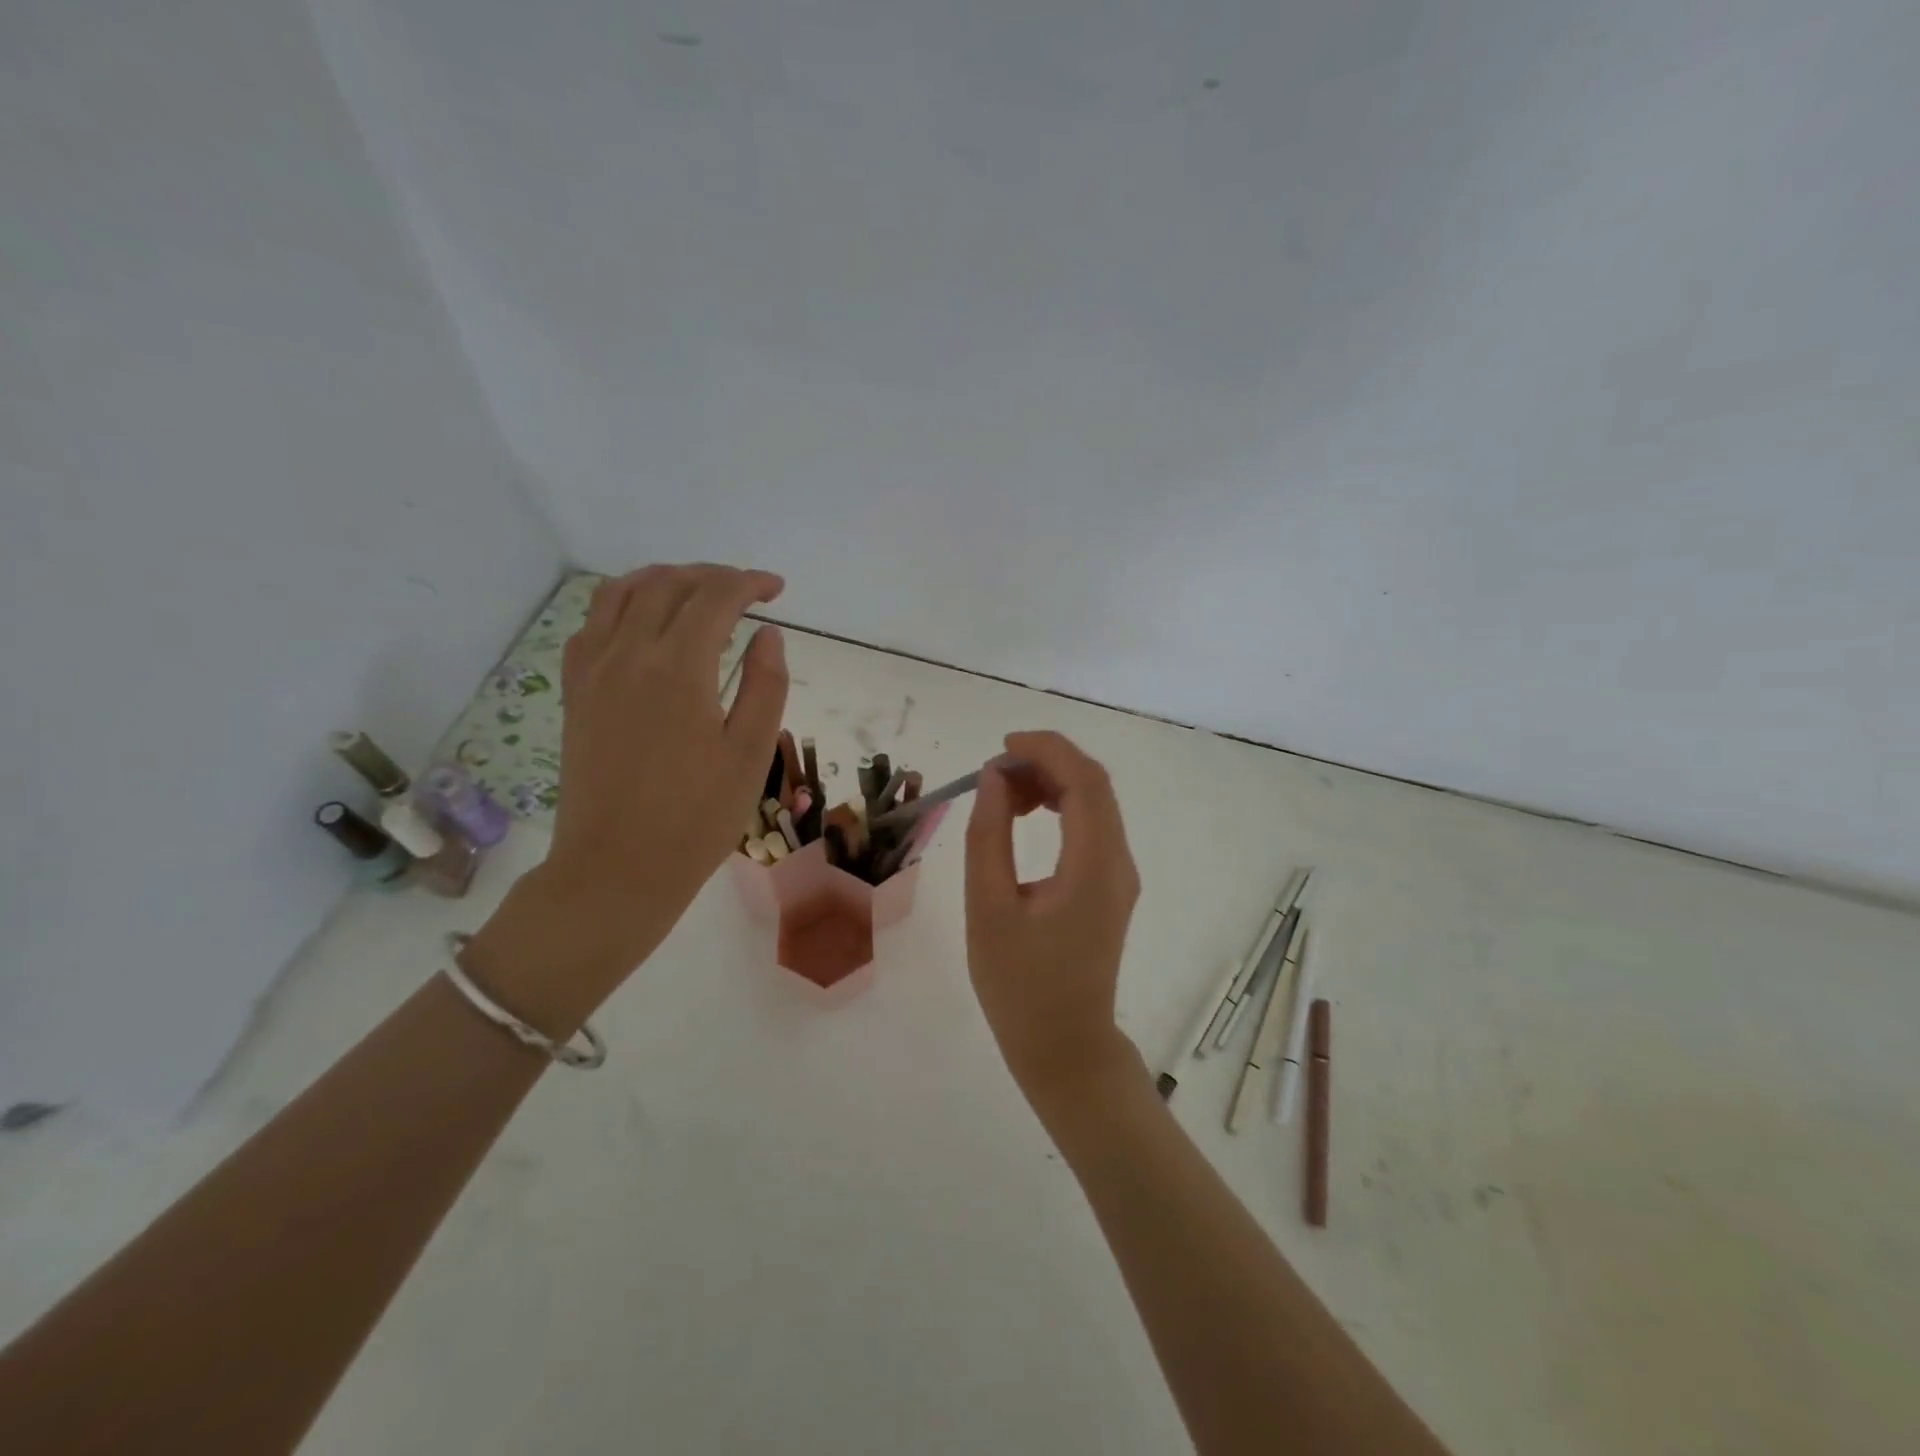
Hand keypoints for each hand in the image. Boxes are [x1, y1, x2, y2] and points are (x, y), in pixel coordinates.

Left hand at [466, 564, 787, 1028]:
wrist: (616, 869)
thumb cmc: (696, 818)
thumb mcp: (750, 754)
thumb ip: (765, 685)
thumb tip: (768, 635)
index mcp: (679, 668)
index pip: (716, 597)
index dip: (750, 583)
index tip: (777, 590)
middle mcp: (629, 653)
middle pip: (669, 585)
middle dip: (713, 576)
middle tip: (746, 590)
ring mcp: (593, 670)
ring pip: (622, 593)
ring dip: (665, 579)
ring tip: (696, 591)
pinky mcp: (575, 691)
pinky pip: (592, 623)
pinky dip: (622, 604)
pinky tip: (643, 622)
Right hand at [965, 731, 1142, 1108]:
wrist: (1065, 1047)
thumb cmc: (1019, 986)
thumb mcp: (988, 909)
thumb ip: (988, 837)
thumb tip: (993, 779)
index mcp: (1094, 866)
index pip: (1085, 782)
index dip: (1047, 750)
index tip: (1002, 747)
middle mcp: (1119, 862)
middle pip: (1095, 785)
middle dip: (1047, 762)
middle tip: (994, 771)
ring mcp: (1120, 875)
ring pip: (1095, 803)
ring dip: (1052, 783)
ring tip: (1002, 793)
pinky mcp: (1111, 886)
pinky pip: (1091, 827)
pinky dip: (1060, 808)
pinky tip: (1025, 816)